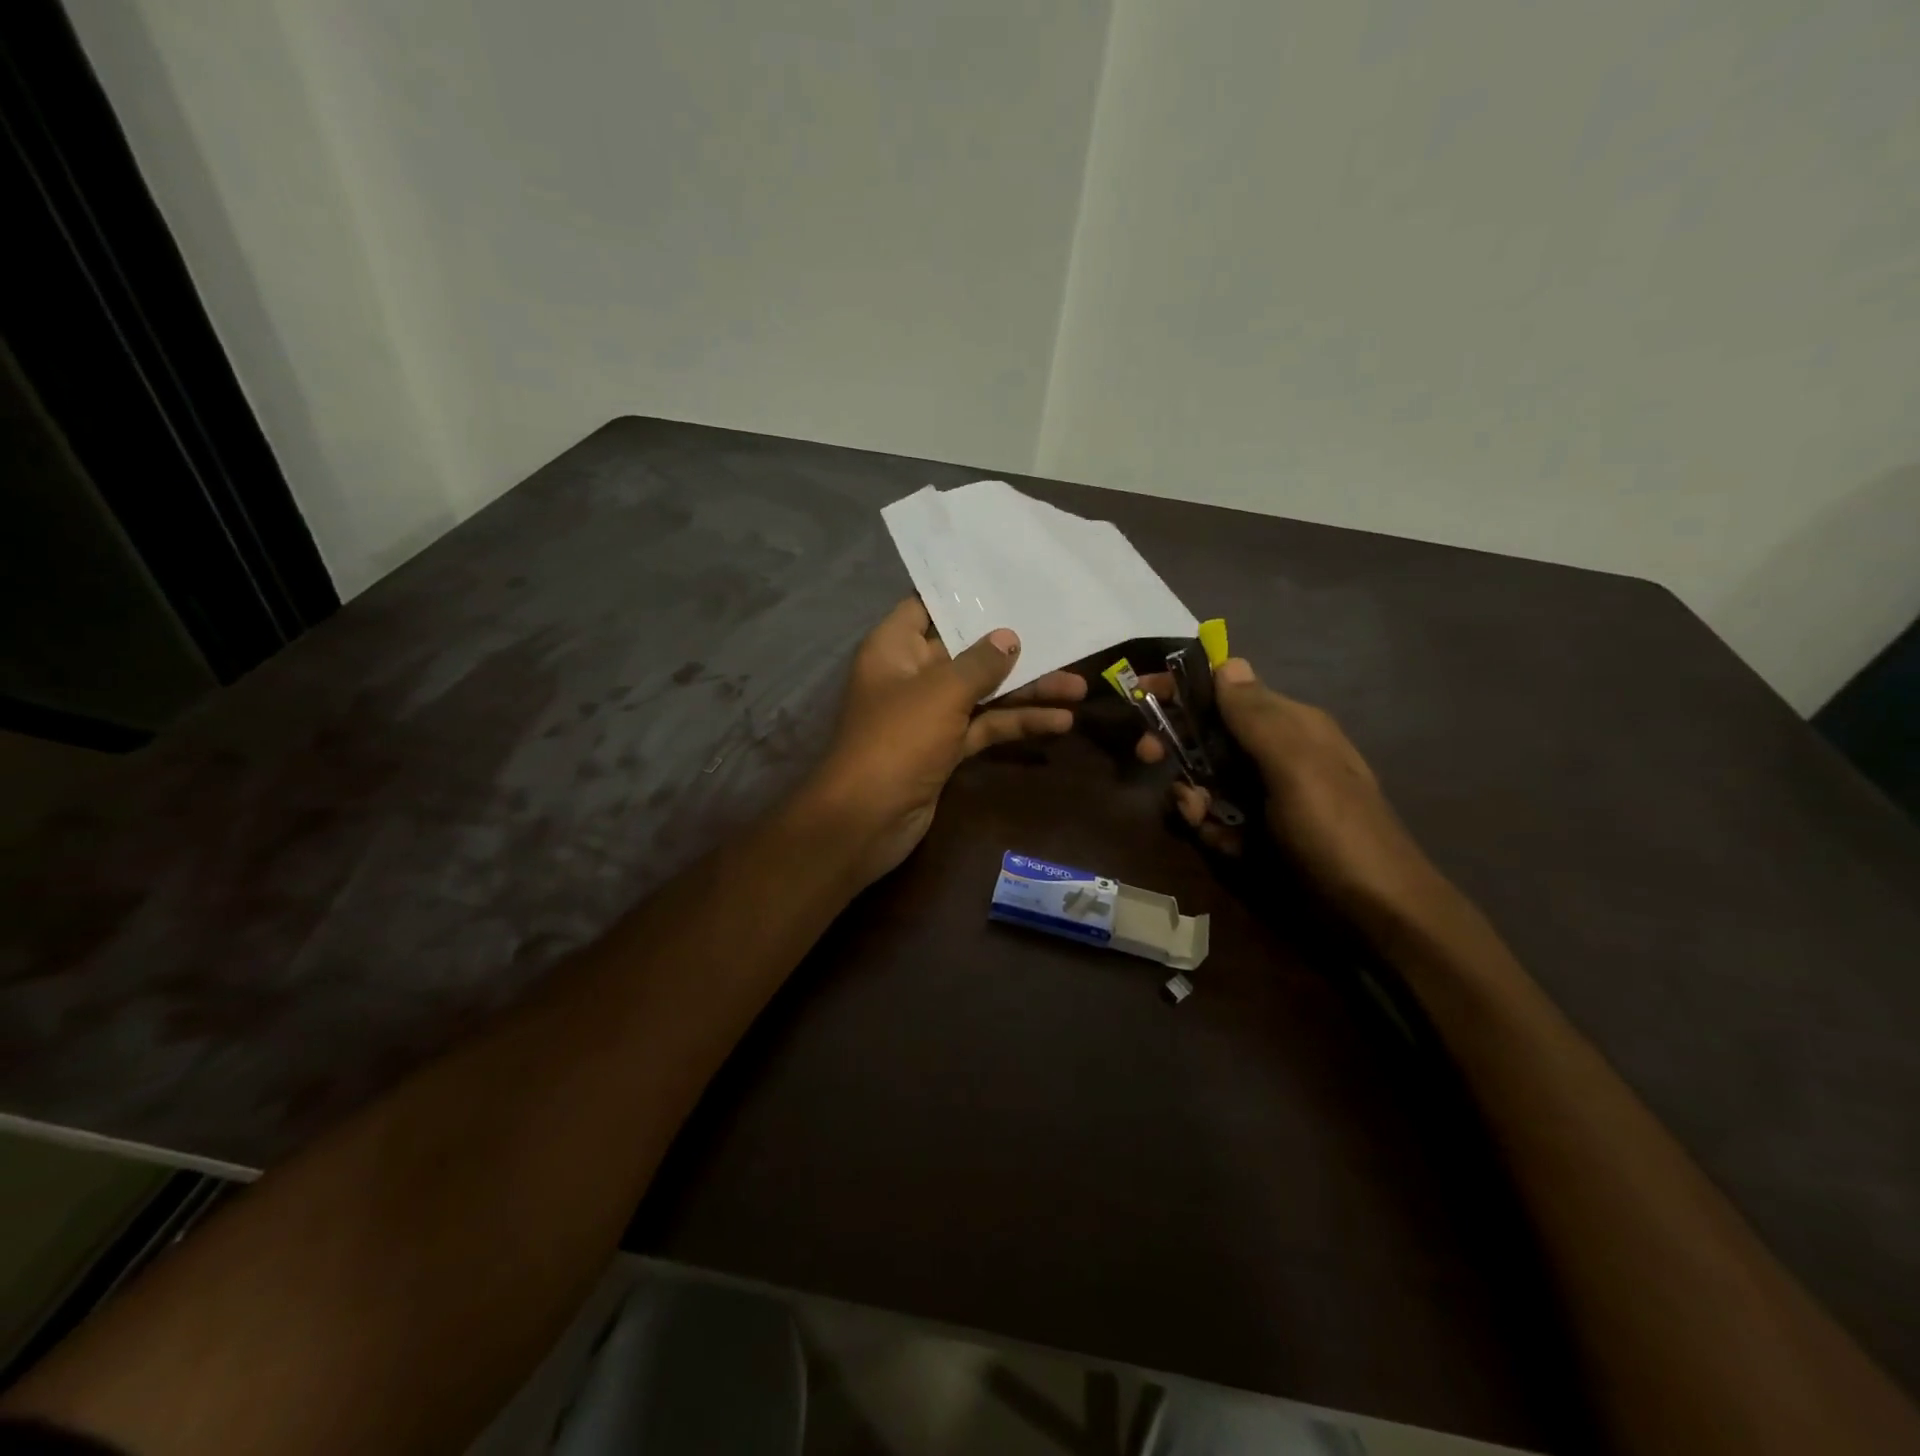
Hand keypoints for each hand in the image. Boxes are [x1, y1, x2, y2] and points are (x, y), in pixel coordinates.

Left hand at [809, 598, 1086, 886]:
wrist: (867, 820)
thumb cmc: (897, 740)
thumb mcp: (941, 692)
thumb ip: (979, 663)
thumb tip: (1009, 637)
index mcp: (894, 648)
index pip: (926, 606)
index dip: (962, 595)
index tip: (1006, 582)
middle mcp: (911, 676)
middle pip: (966, 652)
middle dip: (1012, 649)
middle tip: (1061, 637)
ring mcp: (929, 714)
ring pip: (982, 693)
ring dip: (1026, 691)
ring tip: (1078, 687)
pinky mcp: (945, 748)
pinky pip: (984, 726)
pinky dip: (1016, 724)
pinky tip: (1059, 721)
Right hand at [1136, 658, 1438, 914]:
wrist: (1375, 912)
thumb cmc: (1335, 830)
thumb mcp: (1296, 766)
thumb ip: (1257, 716)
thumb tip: (1226, 661)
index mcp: (1289, 726)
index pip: (1227, 690)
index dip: (1184, 689)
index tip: (1142, 694)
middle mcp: (1275, 753)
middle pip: (1208, 735)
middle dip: (1176, 746)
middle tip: (1147, 758)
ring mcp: (1266, 795)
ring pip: (1206, 780)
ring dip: (1193, 797)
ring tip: (1200, 819)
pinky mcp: (1259, 831)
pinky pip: (1218, 818)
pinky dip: (1211, 829)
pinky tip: (1225, 846)